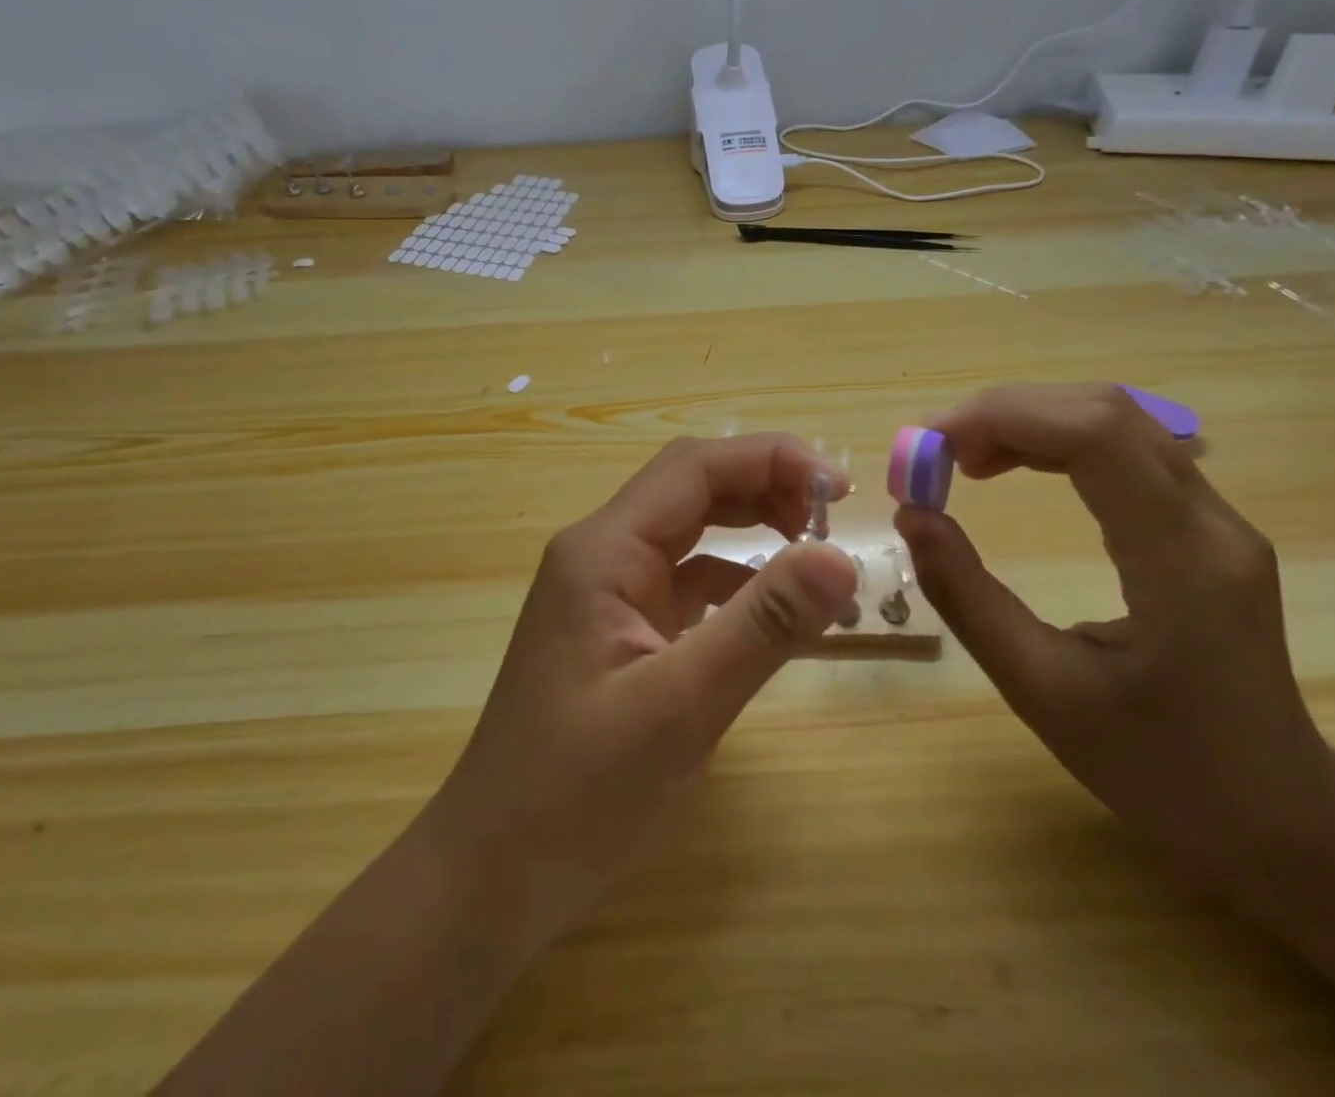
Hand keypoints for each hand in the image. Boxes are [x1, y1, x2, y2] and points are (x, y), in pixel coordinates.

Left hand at [419, 434, 857, 950]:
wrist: (494, 874)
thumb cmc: (575, 793)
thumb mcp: (680, 707)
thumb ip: (762, 626)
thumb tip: (841, 557)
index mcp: (604, 550)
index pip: (695, 468)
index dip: (771, 459)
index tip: (839, 490)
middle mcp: (602, 553)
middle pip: (692, 488)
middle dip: (765, 488)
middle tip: (834, 521)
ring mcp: (607, 591)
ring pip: (690, 531)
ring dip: (752, 529)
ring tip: (814, 554)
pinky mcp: (619, 629)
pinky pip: (685, 581)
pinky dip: (734, 581)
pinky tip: (771, 611)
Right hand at [895, 384, 1334, 894]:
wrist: (1277, 817)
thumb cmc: (1158, 769)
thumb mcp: (1040, 690)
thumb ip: (967, 596)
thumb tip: (911, 515)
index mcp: (1181, 563)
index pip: (1094, 435)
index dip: (1000, 417)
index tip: (927, 447)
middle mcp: (1211, 521)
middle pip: (1102, 412)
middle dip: (1003, 412)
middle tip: (932, 451)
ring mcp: (1216, 518)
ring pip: (1114, 420)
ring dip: (1027, 421)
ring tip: (961, 459)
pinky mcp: (1202, 524)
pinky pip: (1123, 449)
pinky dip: (1053, 441)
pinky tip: (1012, 467)